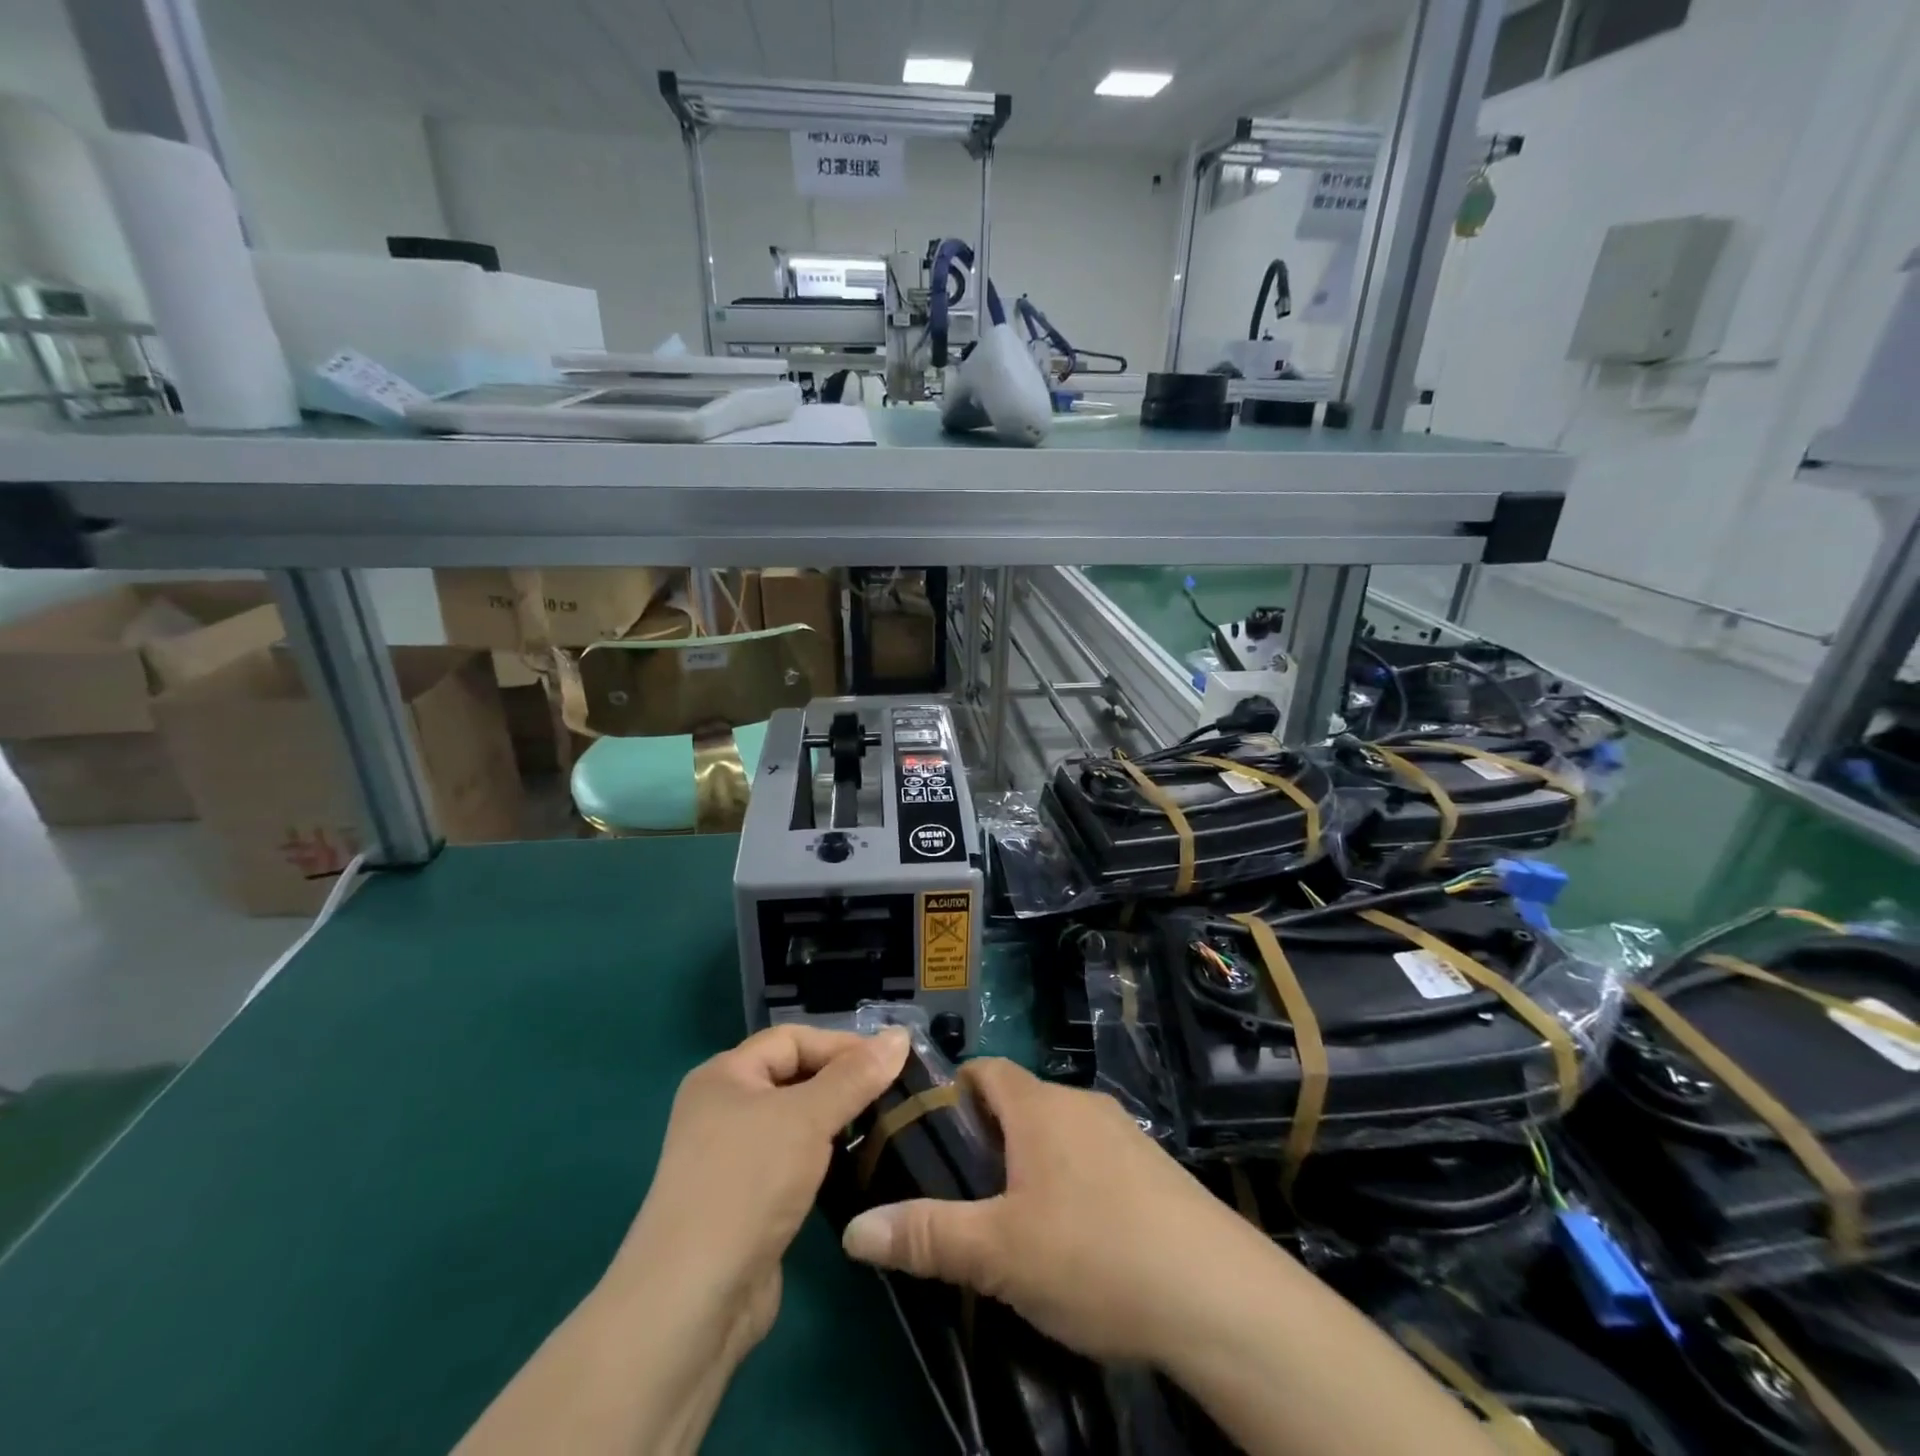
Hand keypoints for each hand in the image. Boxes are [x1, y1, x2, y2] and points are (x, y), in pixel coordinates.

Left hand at [455, 1025, 909, 1455]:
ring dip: (836, 1123)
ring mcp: (731, 1159)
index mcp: (725, 1075)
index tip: (891, 1063)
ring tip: (884, 1127)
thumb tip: (900, 1034)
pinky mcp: (745, 1202)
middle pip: (794, 1077)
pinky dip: (823, 1159)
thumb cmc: (747, 1185)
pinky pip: (792, 1162)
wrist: (691, 1304)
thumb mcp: (807, 1118)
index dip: (841, 1045)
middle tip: (894, 1095)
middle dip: (842, 1083)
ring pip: (796, 1123)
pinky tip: (855, 1167)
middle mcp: (723, 1109)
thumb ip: (856, 1075)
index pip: (793, 1039)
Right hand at [838, 1057, 1275, 1365]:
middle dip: (989, 1139)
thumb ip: (926, 1235)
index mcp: (1039, 1107)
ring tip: (1017, 1224)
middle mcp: (1080, 1103)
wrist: (1217, 1294)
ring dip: (1032, 1164)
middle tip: (968, 1196)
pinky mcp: (1154, 1167)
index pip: (985, 1069)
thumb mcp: (998, 1253)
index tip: (933, 1137)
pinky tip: (1079, 1242)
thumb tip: (854, 1230)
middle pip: (1020, 1103)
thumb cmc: (1094, 1255)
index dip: (954, 1093)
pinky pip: (1094, 1158)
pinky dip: (1073, 1182)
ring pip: (1058, 1133)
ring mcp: (1123, 1132)